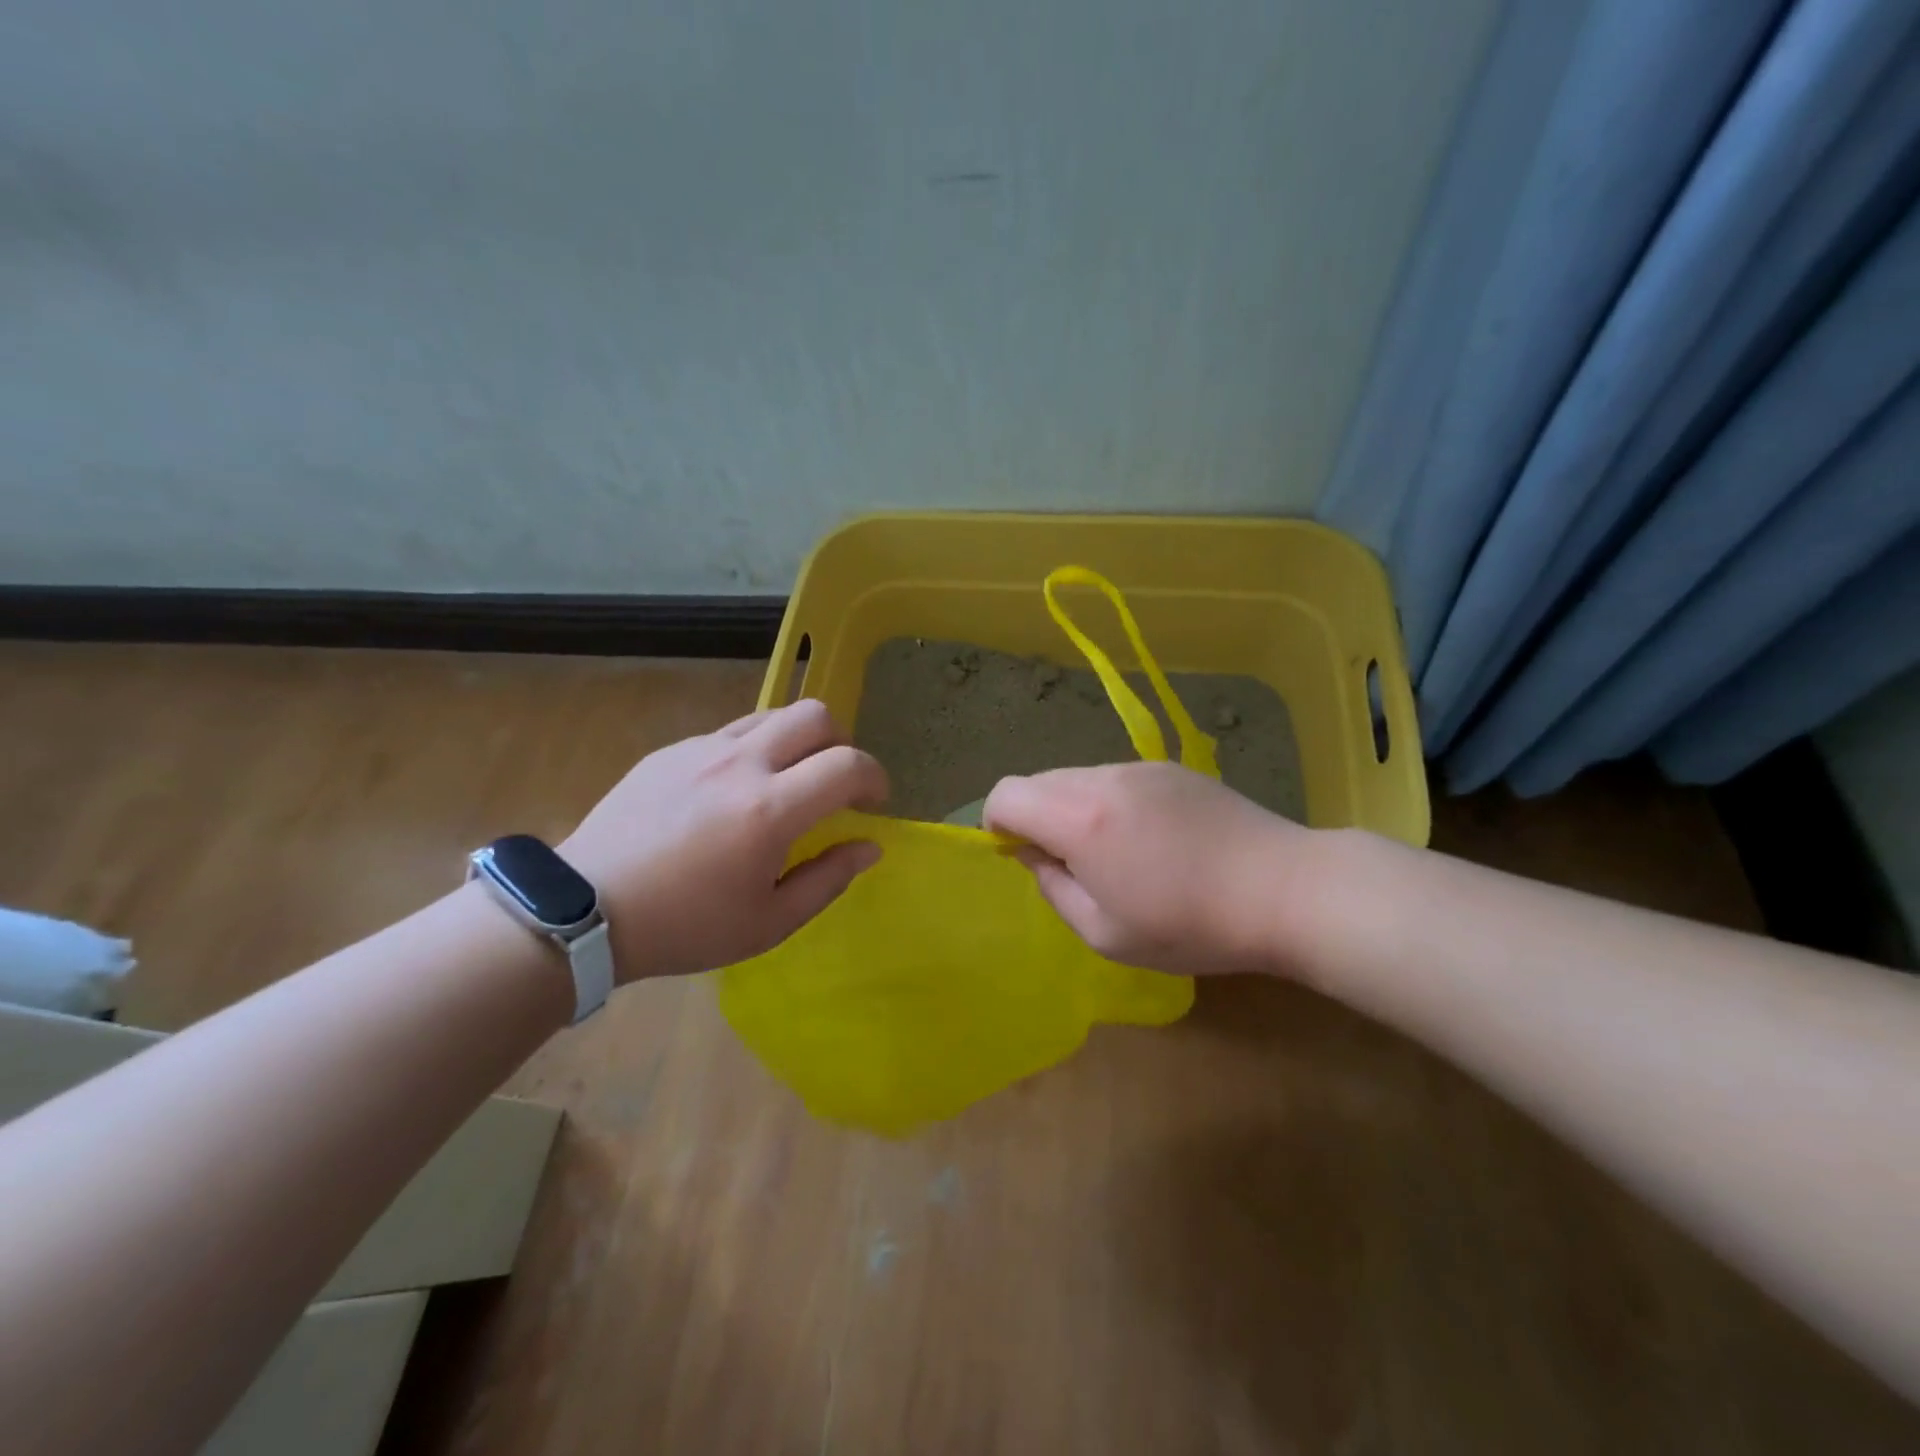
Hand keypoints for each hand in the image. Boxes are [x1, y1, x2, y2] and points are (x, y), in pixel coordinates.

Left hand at [561, 700, 887, 981]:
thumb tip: (869, 846)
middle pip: (815, 715)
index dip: (875, 777)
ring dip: (797, 740)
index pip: (848, 764)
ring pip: (772, 714)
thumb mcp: (769, 922)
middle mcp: (741, 764)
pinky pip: (730, 732)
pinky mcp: (671, 750)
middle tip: (835, 782)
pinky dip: (753, 750)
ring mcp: (702, 749)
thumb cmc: (686, 926)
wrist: (586, 910)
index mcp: (770, 810)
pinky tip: (733, 792)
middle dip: (841, 742)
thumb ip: (829, 879)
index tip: (873, 803)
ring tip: (788, 780)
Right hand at [983, 761, 1308, 976]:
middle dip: (1035, 818)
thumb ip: (1054, 889)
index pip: (1006, 794)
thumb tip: (1036, 855)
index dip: (998, 824)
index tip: (1023, 857)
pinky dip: (1108, 802)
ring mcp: (1141, 767)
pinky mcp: (1172, 768)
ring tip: (1116, 855)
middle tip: (1072, 866)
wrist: (1284, 889)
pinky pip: (1115, 778)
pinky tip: (1151, 839)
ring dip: (1073, 809)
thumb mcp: (1106, 934)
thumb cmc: (1191, 925)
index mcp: (1080, 819)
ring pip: (1077, 777)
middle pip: (1039, 782)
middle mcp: (1103, 778)